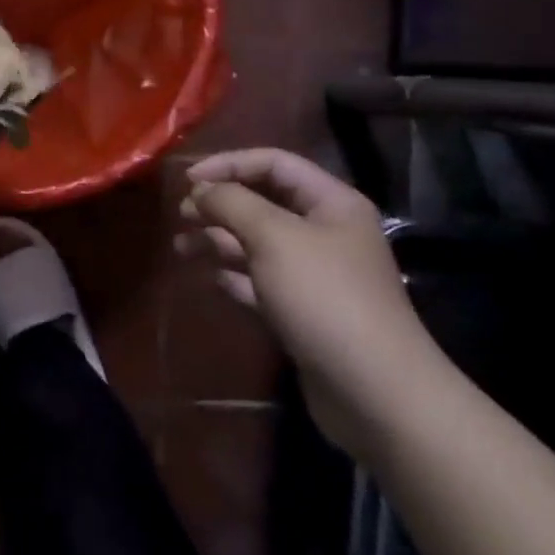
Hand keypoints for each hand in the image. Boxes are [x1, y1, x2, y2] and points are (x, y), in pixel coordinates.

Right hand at [176, 148, 444, 454]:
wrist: (374, 392)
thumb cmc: (324, 297)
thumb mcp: (274, 237)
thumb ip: (232, 203)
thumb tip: (201, 190)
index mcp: (332, 203)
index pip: (274, 163)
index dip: (229, 165)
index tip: (188, 181)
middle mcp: (326, 232)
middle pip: (264, 202)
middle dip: (221, 205)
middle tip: (181, 216)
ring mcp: (316, 275)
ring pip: (258, 244)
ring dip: (220, 240)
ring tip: (182, 247)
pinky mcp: (305, 312)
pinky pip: (262, 282)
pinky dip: (236, 276)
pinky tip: (213, 279)